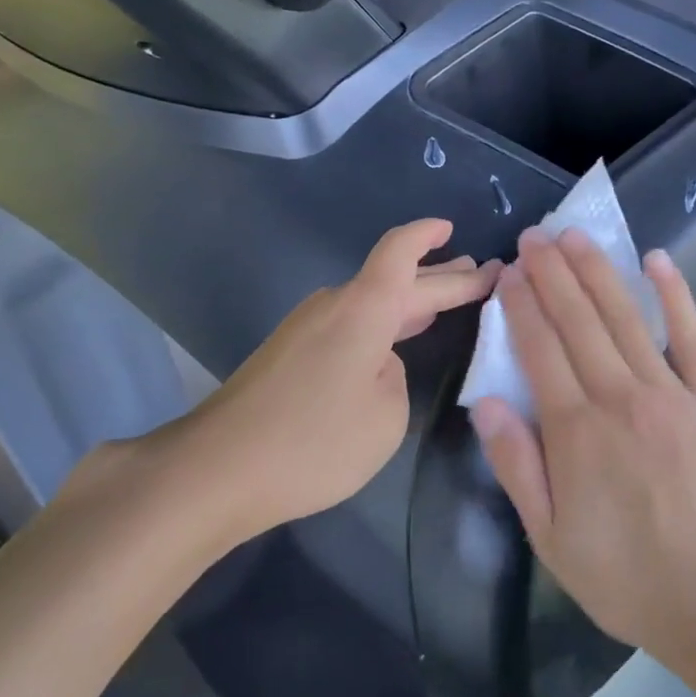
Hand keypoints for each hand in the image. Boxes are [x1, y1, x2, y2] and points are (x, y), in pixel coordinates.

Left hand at [181, 220, 498, 542]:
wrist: (217, 469)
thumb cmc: (314, 440)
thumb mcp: (386, 418)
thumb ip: (396, 380)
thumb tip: (379, 366)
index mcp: (364, 308)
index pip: (401, 252)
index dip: (428, 235)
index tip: (450, 228)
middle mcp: (334, 304)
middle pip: (393, 277)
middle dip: (439, 276)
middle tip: (478, 273)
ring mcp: (306, 328)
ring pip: (370, 302)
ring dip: (409, 301)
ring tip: (443, 302)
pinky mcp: (289, 353)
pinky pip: (349, 324)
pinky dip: (381, 324)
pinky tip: (394, 341)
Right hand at [469, 229, 695, 678]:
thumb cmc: (626, 576)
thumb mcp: (550, 537)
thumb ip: (516, 465)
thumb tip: (485, 401)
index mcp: (575, 431)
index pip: (539, 349)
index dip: (521, 306)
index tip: (509, 273)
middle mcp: (619, 397)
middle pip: (578, 321)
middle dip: (552, 273)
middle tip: (535, 235)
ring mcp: (671, 392)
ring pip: (624, 317)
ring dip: (597, 272)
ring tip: (574, 235)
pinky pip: (690, 337)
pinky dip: (674, 295)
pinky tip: (657, 259)